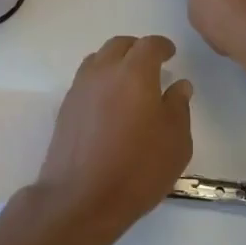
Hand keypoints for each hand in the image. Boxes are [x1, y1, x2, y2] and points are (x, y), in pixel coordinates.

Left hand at [35, 35, 192, 239]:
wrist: (80, 199)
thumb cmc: (137, 169)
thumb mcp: (175, 142)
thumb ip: (179, 107)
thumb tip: (179, 86)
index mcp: (135, 73)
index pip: (149, 45)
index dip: (162, 46)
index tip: (170, 54)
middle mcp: (104, 72)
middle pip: (120, 45)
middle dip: (137, 49)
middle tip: (151, 65)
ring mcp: (80, 88)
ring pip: (99, 59)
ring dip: (115, 62)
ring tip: (128, 81)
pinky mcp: (66, 108)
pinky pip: (86, 80)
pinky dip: (100, 80)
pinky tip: (109, 103)